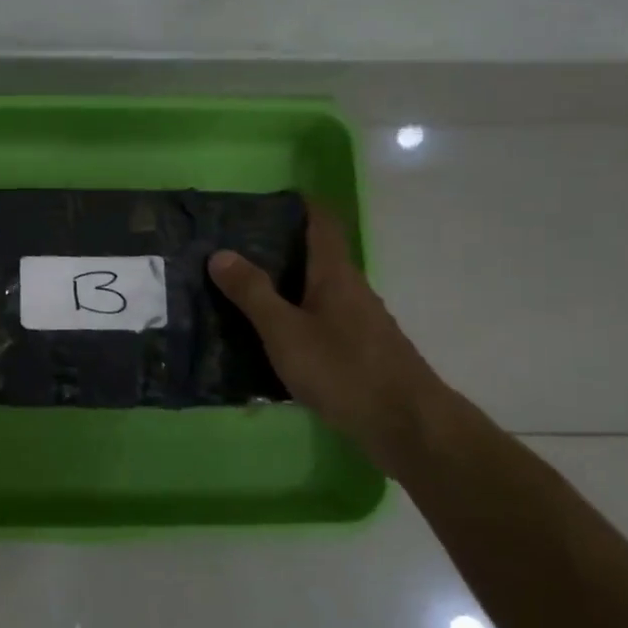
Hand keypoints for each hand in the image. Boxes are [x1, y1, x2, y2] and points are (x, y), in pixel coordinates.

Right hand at [208, 201, 446, 468]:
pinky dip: (295, 320)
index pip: (322, 222)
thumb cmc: (343, 369)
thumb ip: (253, 293)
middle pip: (316, 256)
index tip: (265, 201)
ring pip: (317, 292)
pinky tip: (270, 340)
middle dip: (279, 249)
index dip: (299, 205)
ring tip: (241, 294)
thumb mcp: (285, 331)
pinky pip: (321, 322)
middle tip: (233, 252)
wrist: (406, 425)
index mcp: (334, 274)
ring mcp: (359, 322)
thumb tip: (220, 253)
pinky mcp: (360, 352)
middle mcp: (351, 289)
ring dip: (284, 288)